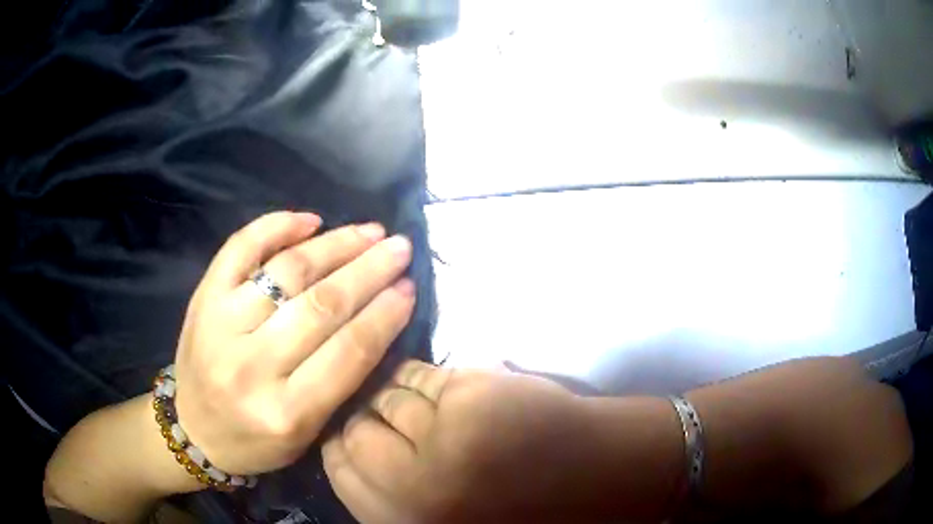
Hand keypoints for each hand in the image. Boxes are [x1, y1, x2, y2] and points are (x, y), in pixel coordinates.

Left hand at [173, 211, 416, 474]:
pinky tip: (309, 220)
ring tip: (368, 231)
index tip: (409, 287)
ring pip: (286, 272)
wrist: (193, 430)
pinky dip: (275, 226)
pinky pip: (239, 249)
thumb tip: (378, 316)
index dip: (384, 314)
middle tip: (399, 247)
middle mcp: (252, 367)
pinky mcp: (202, 299)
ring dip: (334, 245)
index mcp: (287, 413)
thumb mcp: (308, 433)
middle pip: (321, 306)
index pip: (348, 352)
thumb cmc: (257, 440)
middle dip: (369, 271)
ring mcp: (221, 325)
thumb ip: (341, 382)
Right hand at [322, 361, 596, 523]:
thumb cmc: (516, 509)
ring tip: (409, 400)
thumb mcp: (439, 517)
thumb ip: (392, 494)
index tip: (346, 433)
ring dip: (391, 394)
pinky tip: (434, 386)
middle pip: (355, 431)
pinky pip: (421, 376)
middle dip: (362, 419)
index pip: (338, 469)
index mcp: (405, 520)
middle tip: (378, 415)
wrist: (593, 480)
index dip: (338, 445)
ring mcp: (443, 438)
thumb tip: (352, 451)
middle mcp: (413, 485)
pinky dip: (419, 376)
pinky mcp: (472, 396)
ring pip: (386, 398)